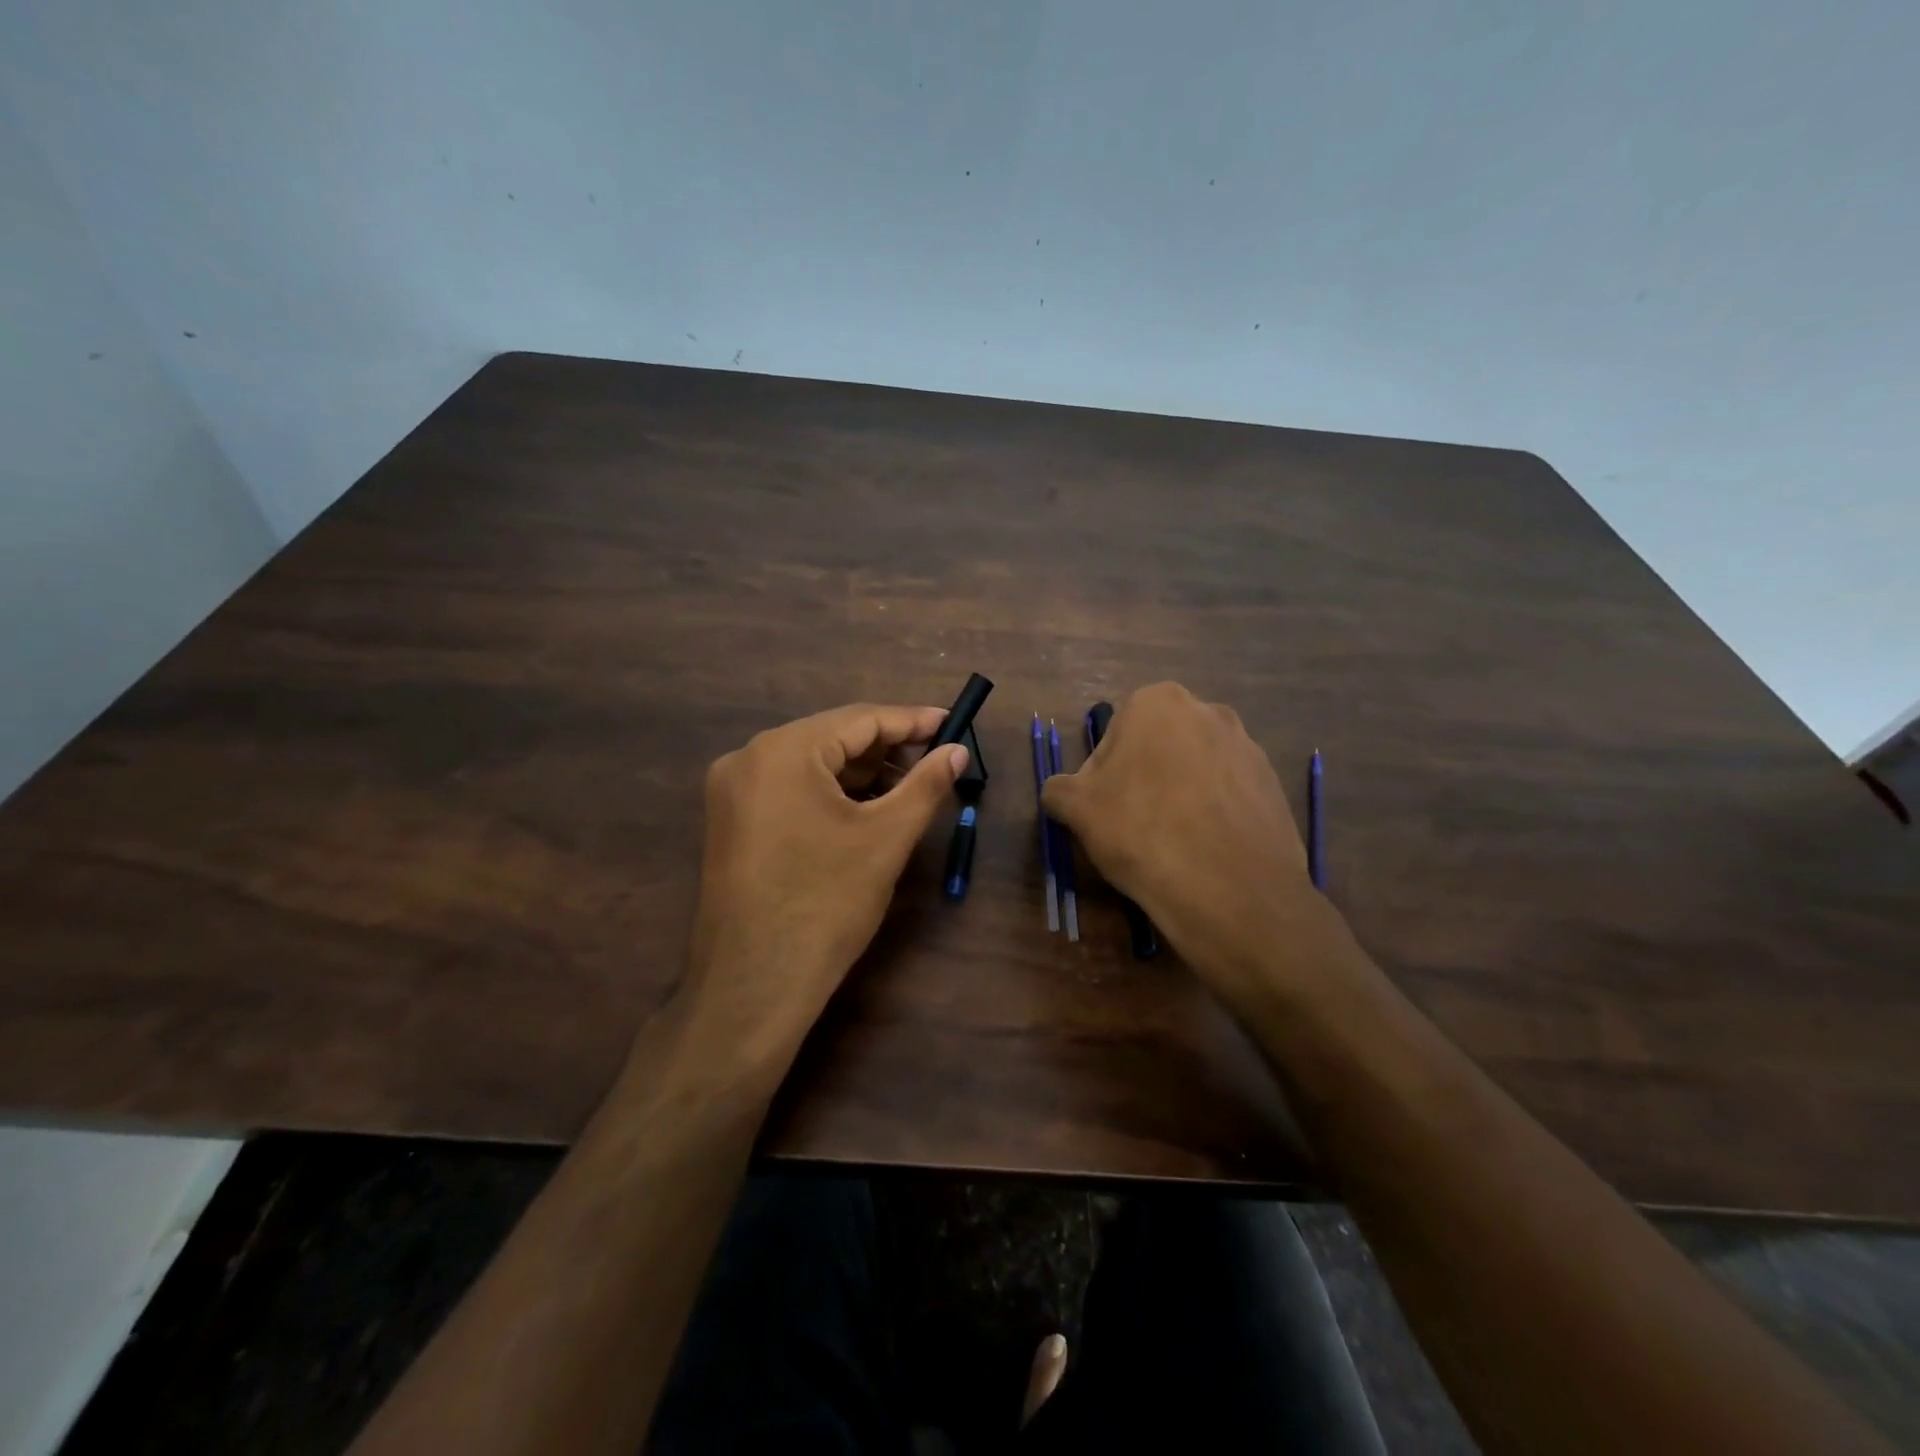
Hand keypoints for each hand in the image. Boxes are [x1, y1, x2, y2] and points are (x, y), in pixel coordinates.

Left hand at [685, 703, 967, 1056]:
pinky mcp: (733, 822)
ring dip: (863, 773)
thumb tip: (957, 751)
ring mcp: (734, 791)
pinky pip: (791, 789)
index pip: (859, 719)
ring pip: (812, 765)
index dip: (911, 721)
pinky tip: (868, 808)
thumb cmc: (826, 904)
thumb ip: (926, 785)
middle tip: (938, 760)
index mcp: (782, 751)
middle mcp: (749, 759)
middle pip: (833, 738)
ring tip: (911, 786)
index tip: (953, 724)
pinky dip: (832, 793)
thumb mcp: (885, 839)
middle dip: (888, 749)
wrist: (754, 987)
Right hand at [1041, 683, 1325, 1007]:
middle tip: (1134, 826)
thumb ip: (1059, 789)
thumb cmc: (1141, 832)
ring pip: (1195, 769)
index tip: (1105, 811)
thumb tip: (1060, 792)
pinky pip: (1228, 794)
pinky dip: (1213, 814)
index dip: (1103, 776)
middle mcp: (1208, 711)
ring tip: (1172, 843)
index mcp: (1157, 702)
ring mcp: (1248, 747)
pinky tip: (1205, 850)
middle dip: (1144, 779)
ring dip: (1179, 795)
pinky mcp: (1273, 784)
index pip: (1114, 736)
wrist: (1230, 890)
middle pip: (1157, 748)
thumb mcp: (1077, 809)